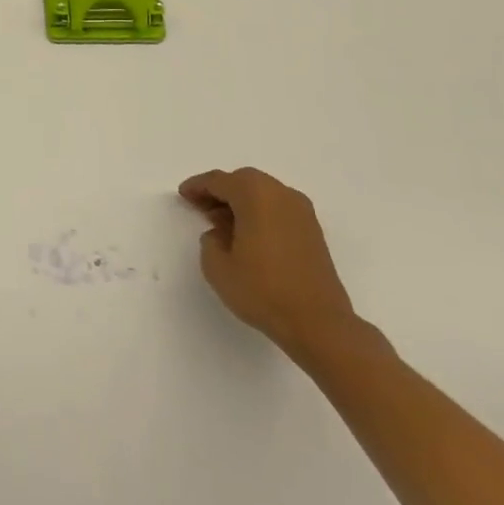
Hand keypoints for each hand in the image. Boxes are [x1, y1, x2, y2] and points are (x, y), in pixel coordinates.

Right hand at [178, 167, 361, 360]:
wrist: (319, 323)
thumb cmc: (262, 290)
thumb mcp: (217, 267)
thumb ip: (210, 241)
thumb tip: (221, 233)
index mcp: (256, 195)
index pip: (219, 181)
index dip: (198, 186)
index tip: (183, 194)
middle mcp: (281, 195)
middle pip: (244, 181)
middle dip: (220, 190)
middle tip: (201, 207)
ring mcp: (302, 213)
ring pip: (263, 193)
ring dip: (241, 202)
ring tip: (223, 223)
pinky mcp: (313, 232)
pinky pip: (278, 209)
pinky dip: (260, 213)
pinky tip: (248, 235)